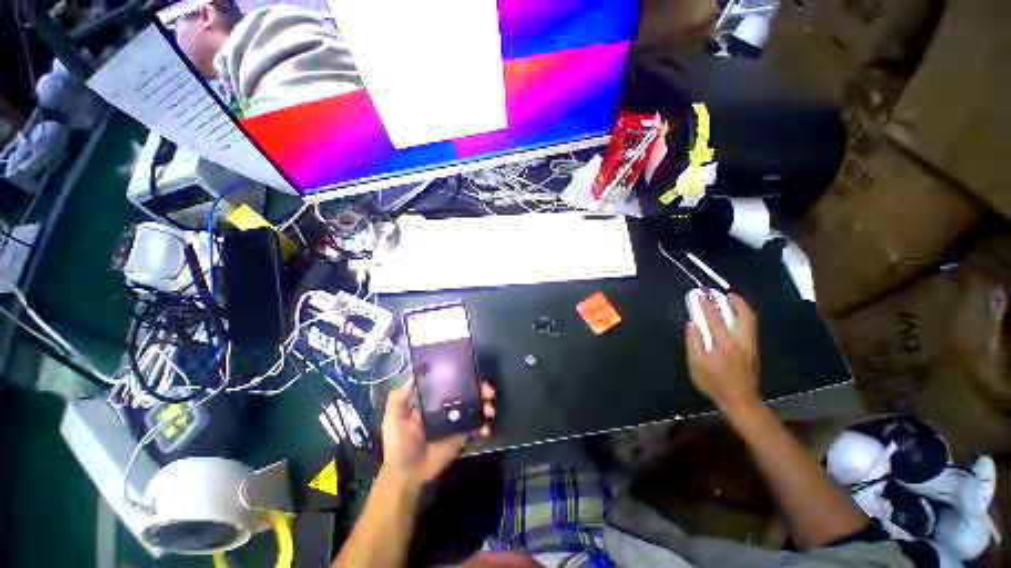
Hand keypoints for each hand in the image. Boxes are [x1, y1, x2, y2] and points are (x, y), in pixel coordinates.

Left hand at [380, 376, 495, 485]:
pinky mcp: (462, 434)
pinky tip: (486, 428)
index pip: (451, 380)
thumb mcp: (393, 417)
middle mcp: (447, 404)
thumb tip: (415, 370)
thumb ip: (400, 395)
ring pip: (476, 405)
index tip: (473, 371)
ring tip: (490, 410)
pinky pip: (477, 426)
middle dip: (481, 388)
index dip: (463, 374)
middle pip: (468, 390)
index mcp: (432, 398)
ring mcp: (456, 419)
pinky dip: (485, 425)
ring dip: (486, 404)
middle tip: (488, 391)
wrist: (407, 474)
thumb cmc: (398, 443)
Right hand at [685, 292, 759, 410]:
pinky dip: (744, 317)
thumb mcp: (696, 364)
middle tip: (726, 293)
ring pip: (750, 321)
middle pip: (744, 316)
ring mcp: (750, 346)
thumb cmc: (714, 383)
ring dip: (742, 308)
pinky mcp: (753, 350)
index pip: (715, 319)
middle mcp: (741, 341)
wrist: (740, 400)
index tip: (701, 295)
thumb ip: (694, 342)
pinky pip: (750, 327)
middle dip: (736, 301)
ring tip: (733, 300)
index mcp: (724, 344)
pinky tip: (736, 317)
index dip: (707, 305)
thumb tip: (692, 324)